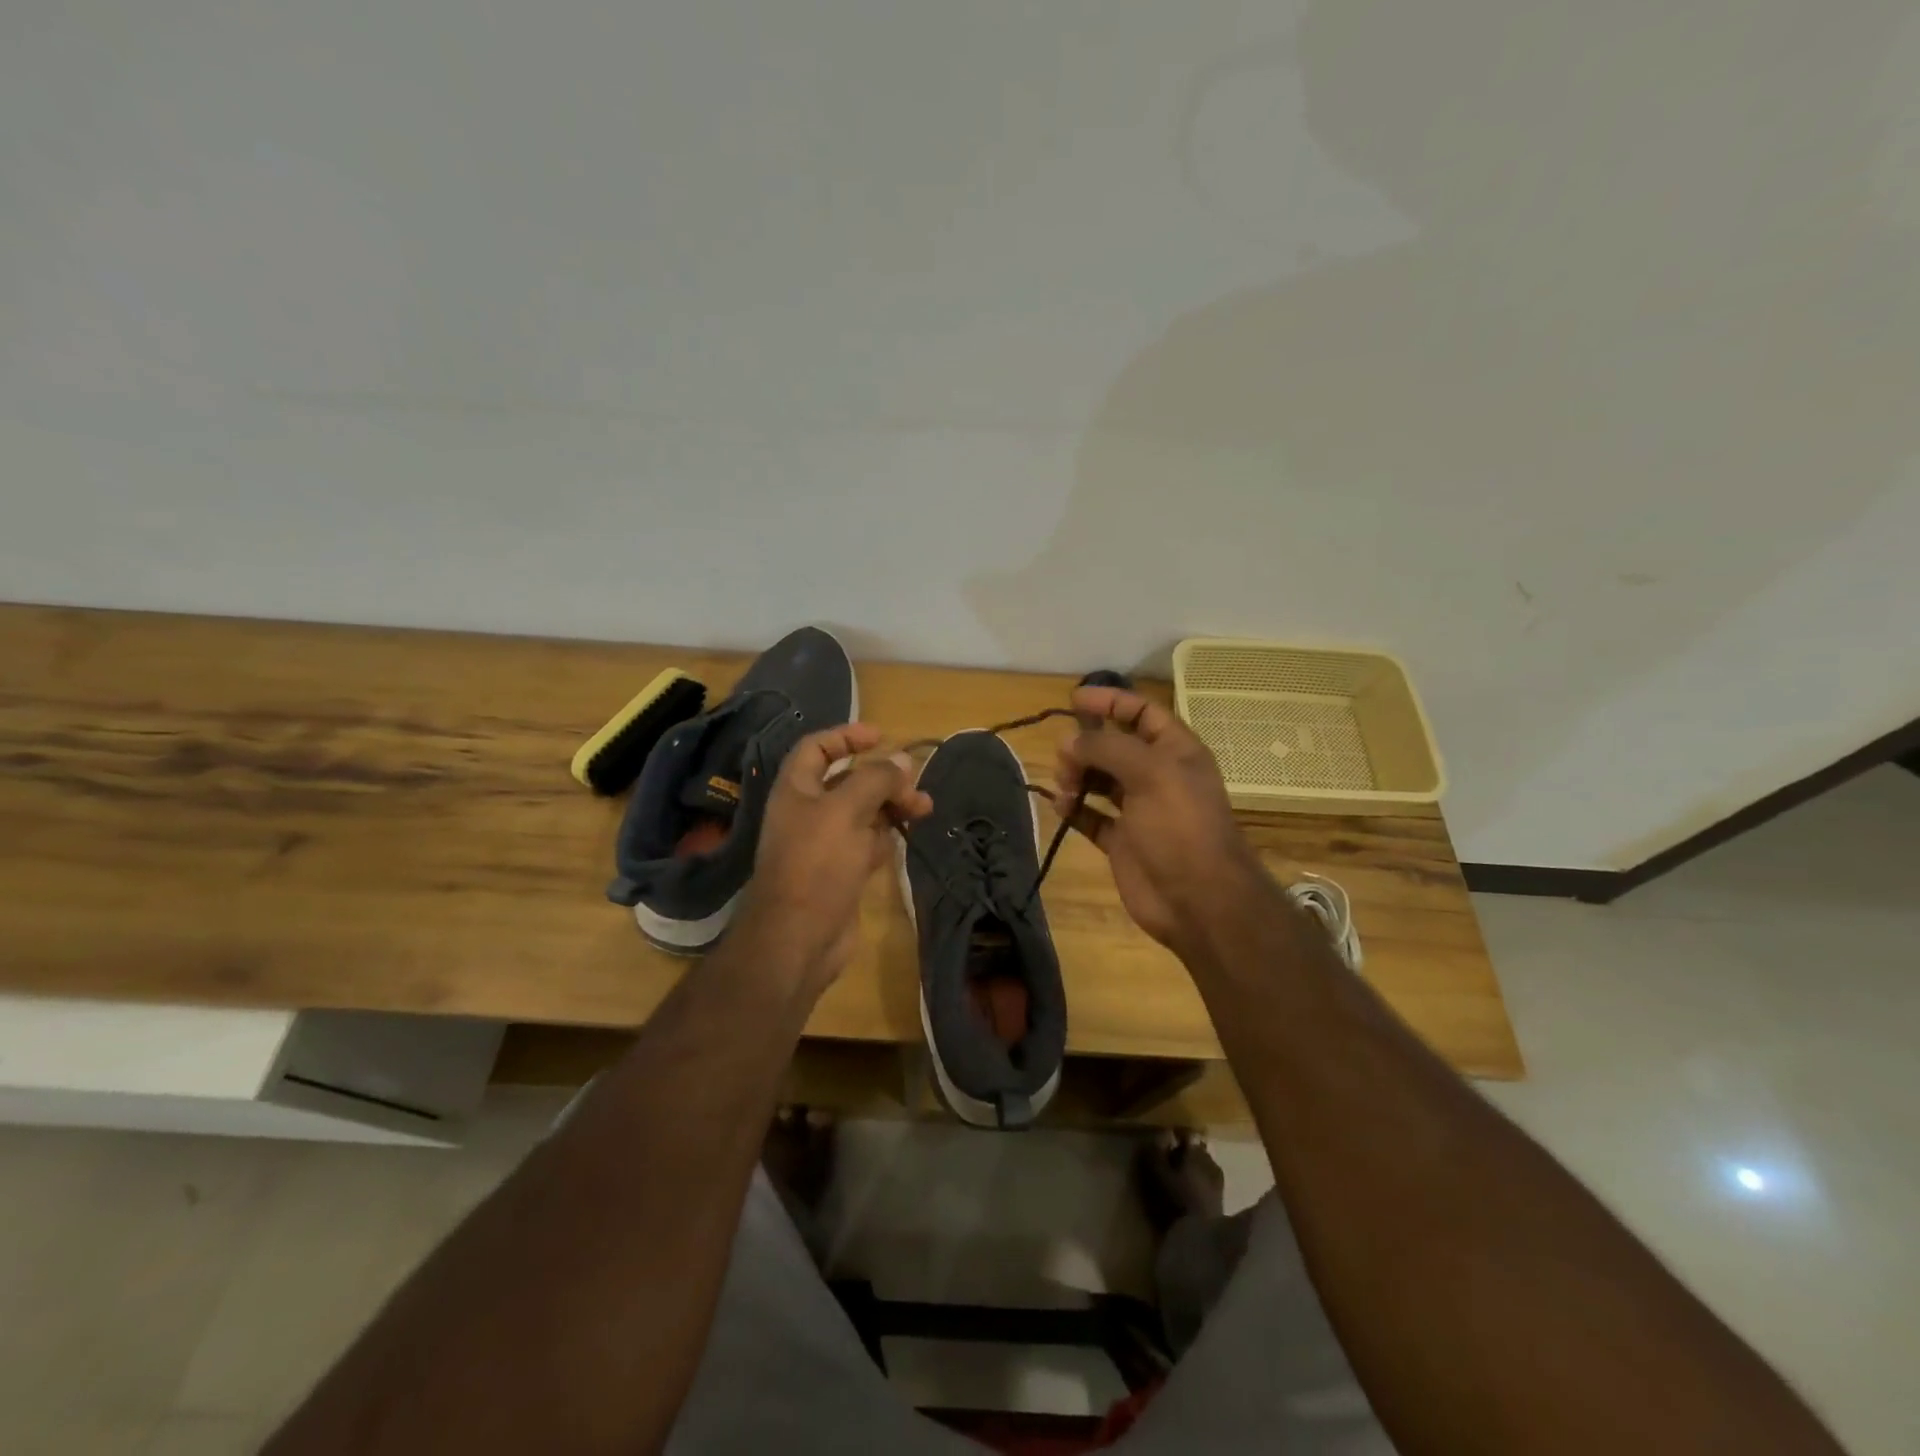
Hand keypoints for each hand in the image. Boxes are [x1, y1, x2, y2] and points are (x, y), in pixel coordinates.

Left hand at [737, 723, 932, 993]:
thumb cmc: (817, 864)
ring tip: (924, 808)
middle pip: (847, 781)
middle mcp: (808, 812)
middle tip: (914, 783)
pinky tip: (907, 835)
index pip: (817, 748)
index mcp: (796, 790)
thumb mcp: (846, 810)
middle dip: (882, 777)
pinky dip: (886, 835)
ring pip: (863, 813)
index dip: (846, 736)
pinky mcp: (841, 872)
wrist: (799, 938)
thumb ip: (875, 780)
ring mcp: (825, 844)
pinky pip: (867, 843)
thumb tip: (902, 760)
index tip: (880, 736)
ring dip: (892, 805)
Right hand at [1054, 687, 1263, 950]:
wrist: (1199, 900)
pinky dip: (1075, 809)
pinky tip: (1061, 807)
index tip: (1074, 699)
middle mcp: (1158, 776)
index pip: (1142, 712)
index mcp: (1175, 751)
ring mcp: (1139, 810)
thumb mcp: (1150, 773)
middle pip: (1115, 745)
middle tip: (1065, 756)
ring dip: (1078, 775)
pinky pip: (1092, 816)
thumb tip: (1069, 740)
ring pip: (1100, 779)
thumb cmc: (1180, 827)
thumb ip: (1107, 748)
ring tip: (1065, 786)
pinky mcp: (1122, 841)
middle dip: (1087, 744)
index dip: (1110, 701)